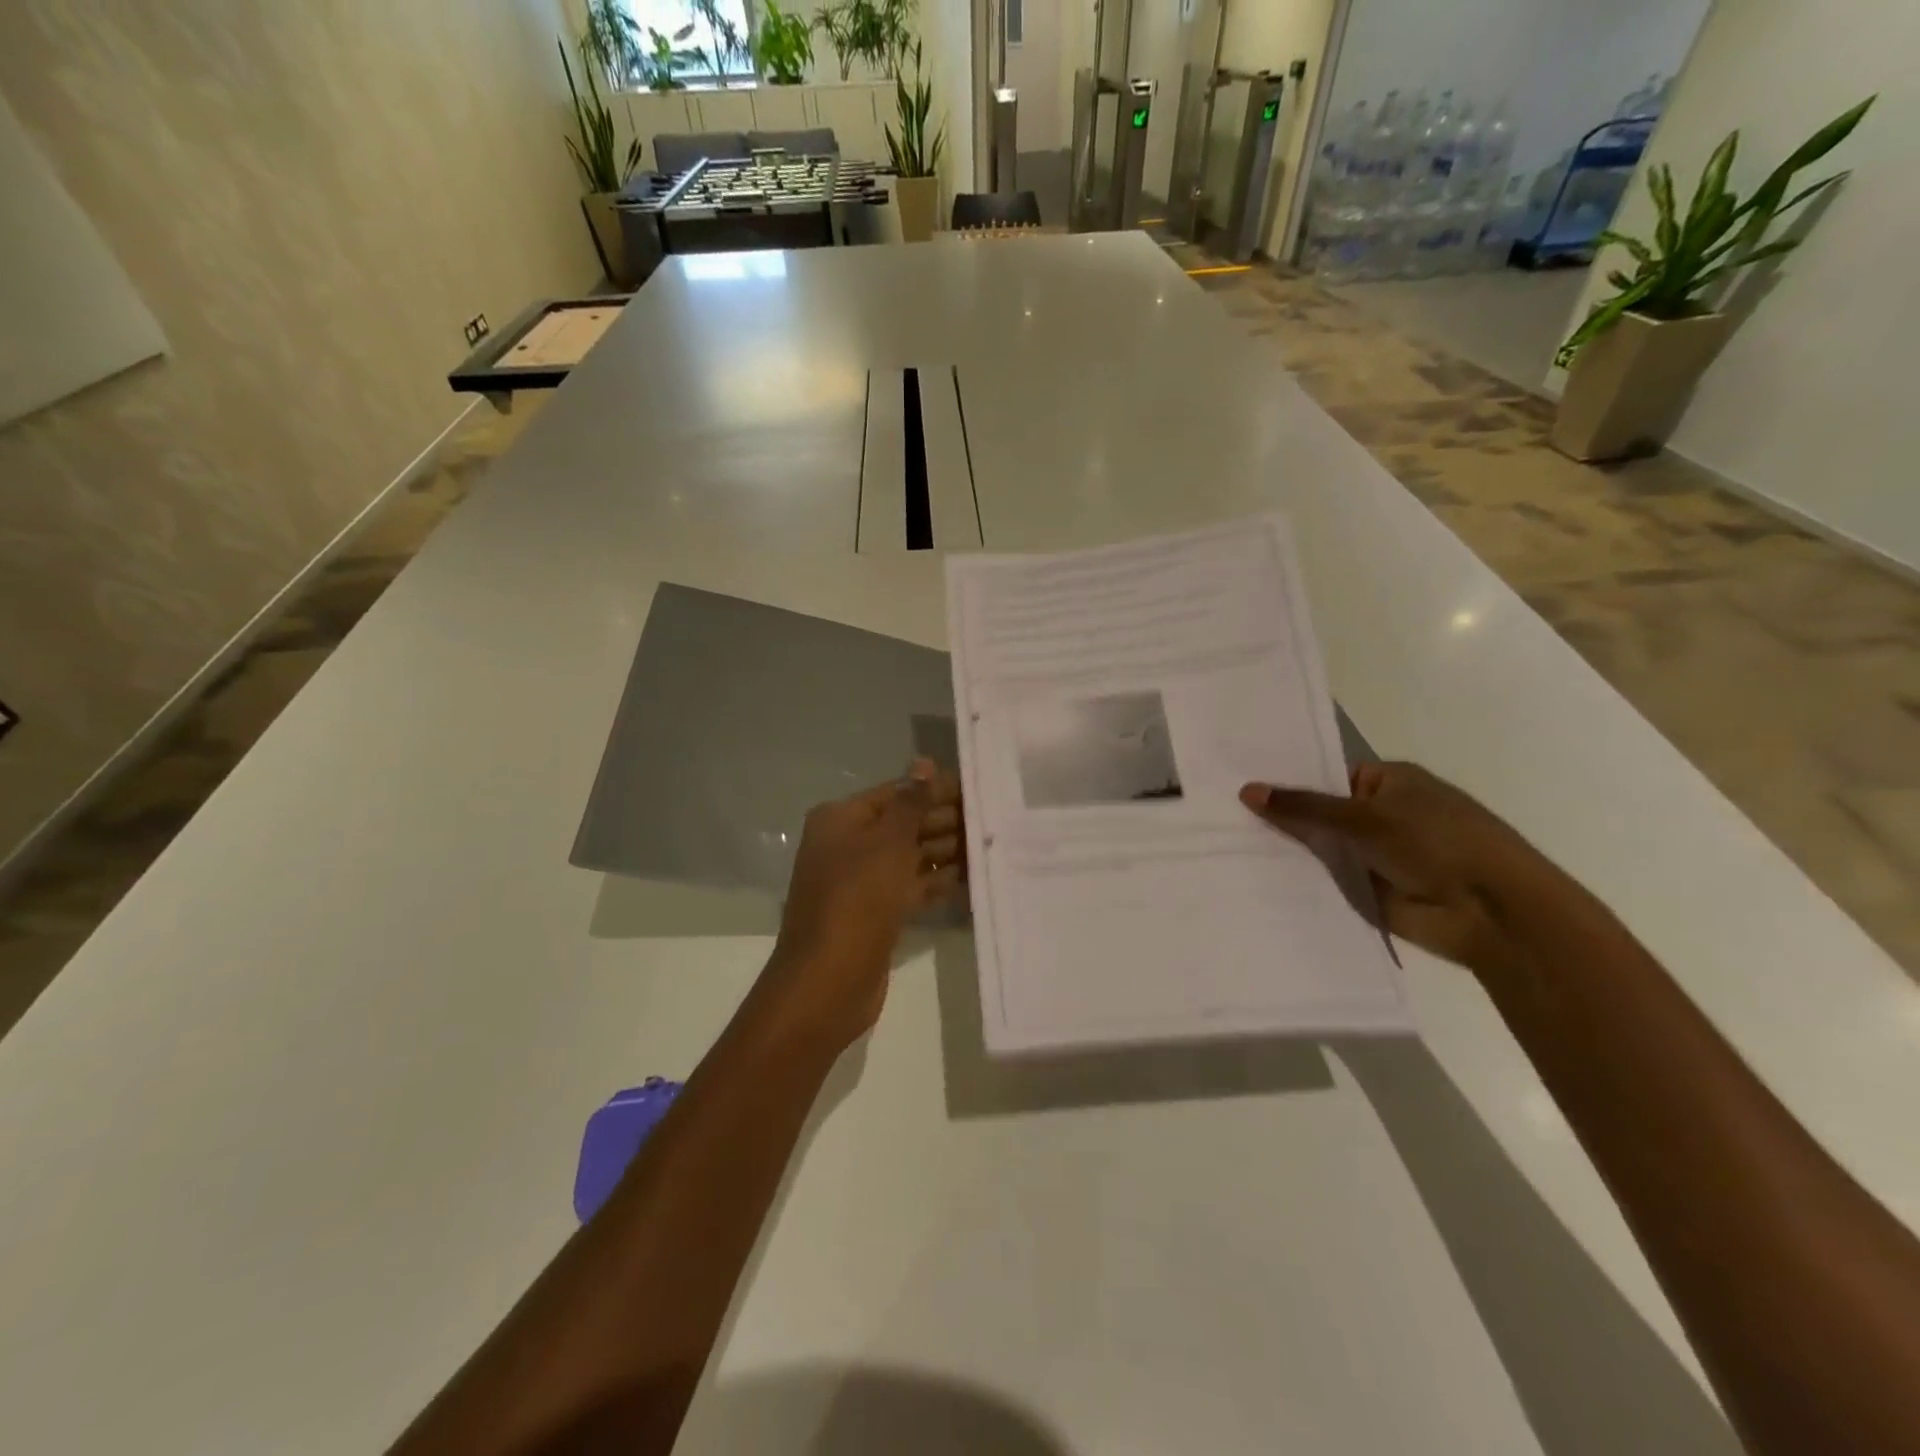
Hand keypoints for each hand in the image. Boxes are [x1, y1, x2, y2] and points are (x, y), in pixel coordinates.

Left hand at [764, 759, 963, 1047]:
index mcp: (841, 819)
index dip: (934, 790)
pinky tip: (969, 877)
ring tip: (988, 845)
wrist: (829, 980)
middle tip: (991, 819)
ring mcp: (860, 880)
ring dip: (945, 852)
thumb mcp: (887, 843)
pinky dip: (935, 882)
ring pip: (909, 857)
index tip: (976, 789)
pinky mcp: (875, 912)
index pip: (896, 793)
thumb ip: (911, 802)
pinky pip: (909, 887)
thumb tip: (923, 760)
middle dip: (943, 822)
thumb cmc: (858, 899)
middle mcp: (848, 844)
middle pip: (903, 824)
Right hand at [1240, 762, 1580, 976]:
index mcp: (1387, 782)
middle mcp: (1380, 814)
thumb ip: (1304, 807)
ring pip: (1319, 847)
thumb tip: (1246, 791)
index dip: (1285, 782)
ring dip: (1287, 850)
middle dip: (1279, 817)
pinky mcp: (1369, 890)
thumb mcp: (1364, 816)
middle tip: (1219, 816)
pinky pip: (1326, 880)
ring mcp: (1374, 854)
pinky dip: (1299, 879)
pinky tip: (1252, 876)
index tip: (1236, 786)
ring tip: (1224, 844)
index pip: (1324, 776)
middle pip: (1319, 813)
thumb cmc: (1436, 843)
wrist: (1490, 912)